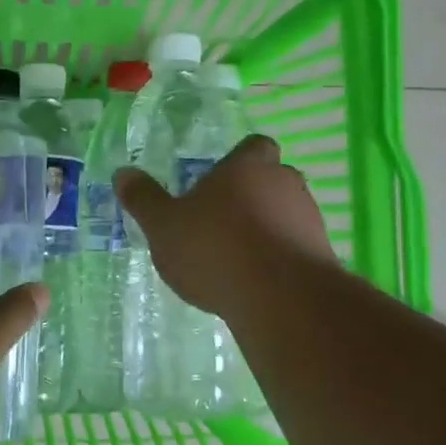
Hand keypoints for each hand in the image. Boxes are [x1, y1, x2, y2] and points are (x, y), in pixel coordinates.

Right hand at [115, 134, 334, 317]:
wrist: (280, 299)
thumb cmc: (215, 248)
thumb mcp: (164, 226)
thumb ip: (144, 199)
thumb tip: (123, 173)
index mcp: (247, 167)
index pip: (254, 146)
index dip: (239, 159)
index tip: (220, 179)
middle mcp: (284, 183)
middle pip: (272, 179)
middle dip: (251, 196)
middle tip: (222, 220)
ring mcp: (309, 219)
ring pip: (287, 213)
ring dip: (267, 228)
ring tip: (237, 256)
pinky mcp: (322, 256)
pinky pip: (297, 247)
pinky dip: (279, 258)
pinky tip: (256, 281)